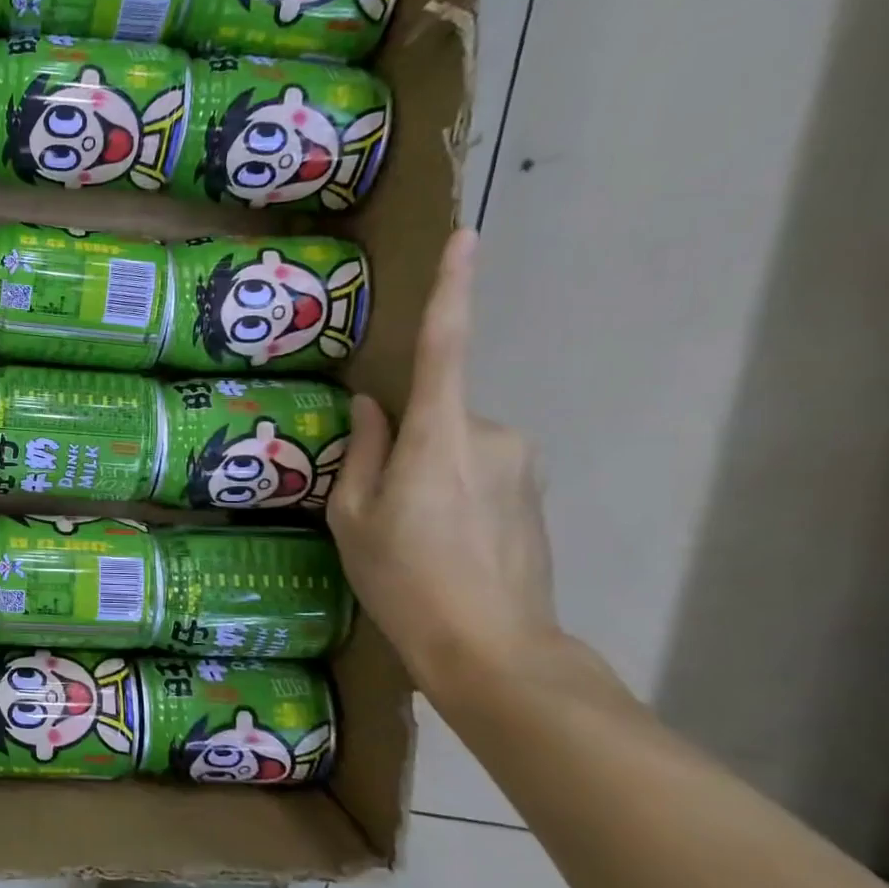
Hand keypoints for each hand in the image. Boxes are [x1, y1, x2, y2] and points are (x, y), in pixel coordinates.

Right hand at [328, 229, 559, 698]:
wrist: (493, 650)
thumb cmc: (405, 581)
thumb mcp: (354, 518)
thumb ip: (363, 452)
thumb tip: (371, 407)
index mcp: (440, 437)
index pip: (444, 347)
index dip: (452, 289)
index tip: (466, 237)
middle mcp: (491, 434)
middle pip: (436, 413)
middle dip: (405, 442)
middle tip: (381, 505)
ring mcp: (520, 462)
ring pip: (457, 443)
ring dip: (429, 469)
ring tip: (414, 532)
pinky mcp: (534, 489)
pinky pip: (480, 467)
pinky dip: (454, 489)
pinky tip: (445, 541)